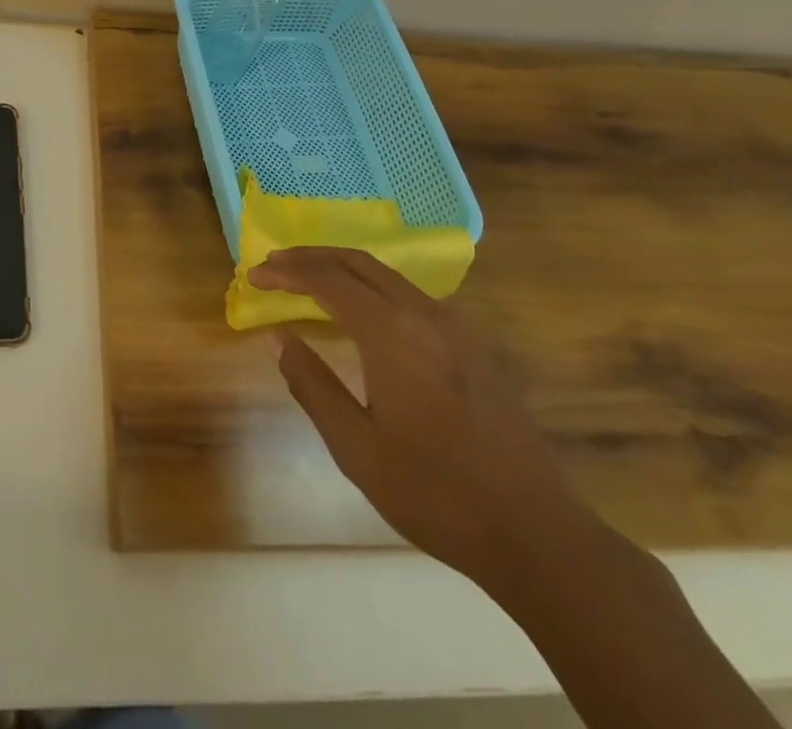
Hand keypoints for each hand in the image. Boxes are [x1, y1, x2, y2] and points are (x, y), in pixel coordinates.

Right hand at [250, 246, 588, 584]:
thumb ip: (312, 385)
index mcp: (393, 333)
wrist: (537, 534)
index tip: (254, 276)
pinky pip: (411, 296)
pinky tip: (362, 312)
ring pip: (387, 275)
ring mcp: (457, 327)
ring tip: (308, 281)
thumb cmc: (436, 494)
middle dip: (311, 257)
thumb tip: (278, 337)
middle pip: (357, 262)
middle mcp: (425, 314)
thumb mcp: (357, 448)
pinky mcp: (475, 345)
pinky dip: (373, 288)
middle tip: (274, 265)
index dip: (286, 272)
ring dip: (343, 269)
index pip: (327, 279)